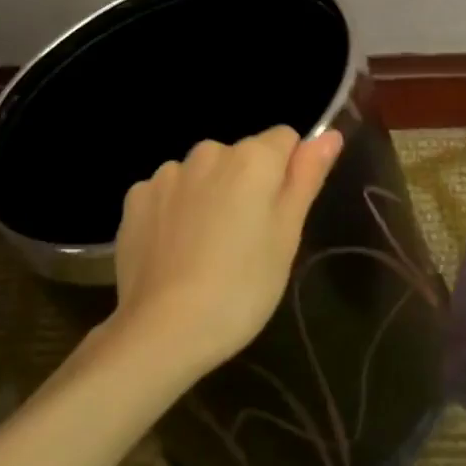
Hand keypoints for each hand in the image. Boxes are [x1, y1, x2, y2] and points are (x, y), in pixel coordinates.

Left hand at [112, 126, 344, 378]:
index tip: (280, 215)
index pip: (285, 139)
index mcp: (253, 158)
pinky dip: (174, 211)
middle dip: (247, 185)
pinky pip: (168, 193)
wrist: (162, 330)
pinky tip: (174, 251)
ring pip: (203, 174)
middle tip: (246, 240)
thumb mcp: (287, 236)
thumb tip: (329, 134)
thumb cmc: (242, 286)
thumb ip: (307, 177)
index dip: (289, 173)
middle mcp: (208, 152)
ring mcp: (167, 173)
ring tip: (207, 250)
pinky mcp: (136, 198)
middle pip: (241, 156)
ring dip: (209, 196)